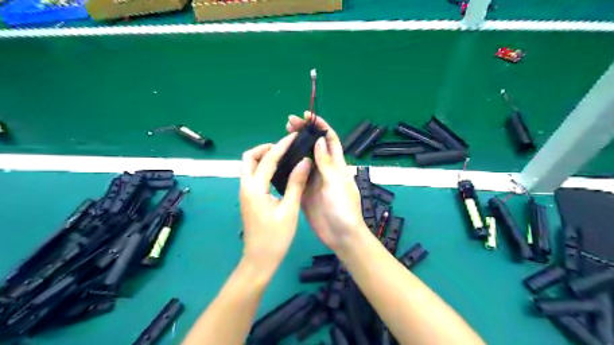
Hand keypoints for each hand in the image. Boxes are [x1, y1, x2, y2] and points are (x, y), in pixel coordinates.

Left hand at [237, 134, 309, 272]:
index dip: (282, 145)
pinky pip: (253, 175)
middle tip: (284, 148)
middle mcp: (246, 187)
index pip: (268, 158)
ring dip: (263, 157)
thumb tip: (304, 161)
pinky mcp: (249, 198)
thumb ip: (296, 183)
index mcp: (255, 188)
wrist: (259, 260)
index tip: (294, 136)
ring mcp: (245, 193)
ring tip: (284, 156)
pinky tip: (278, 171)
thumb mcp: (289, 210)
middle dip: (265, 148)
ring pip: (249, 166)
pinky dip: (263, 167)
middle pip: (249, 157)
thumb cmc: (276, 237)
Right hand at [285, 112, 365, 251]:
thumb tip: (319, 140)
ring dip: (295, 147)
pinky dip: (289, 166)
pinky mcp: (305, 191)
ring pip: (304, 159)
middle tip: (288, 123)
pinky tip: (278, 161)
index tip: (306, 116)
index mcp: (337, 165)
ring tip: (281, 138)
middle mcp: (325, 169)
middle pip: (314, 146)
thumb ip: (327, 163)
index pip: (330, 139)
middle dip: (304, 133)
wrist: (340, 235)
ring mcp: (314, 180)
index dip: (320, 126)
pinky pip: (296, 175)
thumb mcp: (335, 183)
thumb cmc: (343, 208)